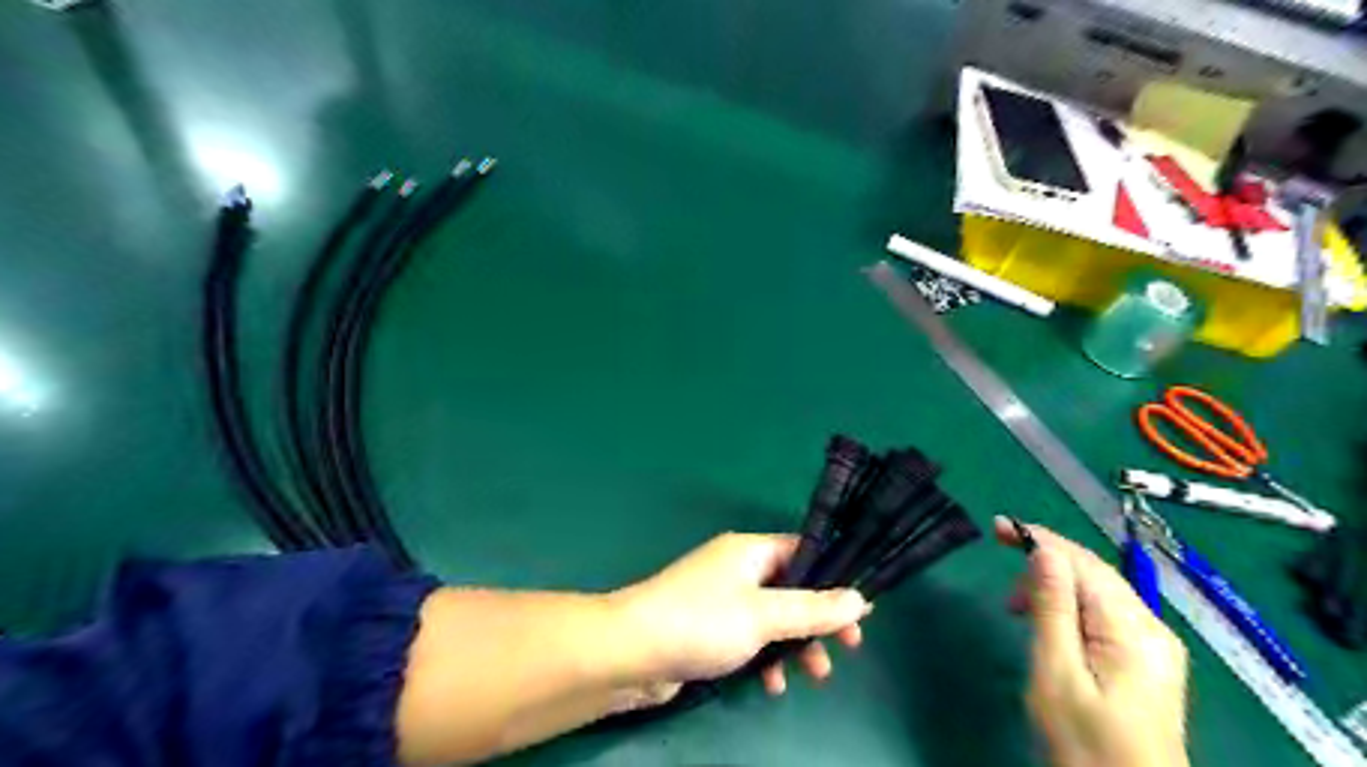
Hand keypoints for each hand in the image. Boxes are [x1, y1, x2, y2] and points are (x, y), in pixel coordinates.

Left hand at [614, 534, 867, 706]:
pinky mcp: (709, 629)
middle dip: (817, 620)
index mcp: (749, 551)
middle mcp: (737, 569)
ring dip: (794, 645)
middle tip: (846, 648)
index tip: (859, 609)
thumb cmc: (702, 622)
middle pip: (792, 589)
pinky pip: (750, 638)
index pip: (802, 551)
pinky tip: (770, 685)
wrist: (632, 652)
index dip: (833, 578)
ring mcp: (721, 599)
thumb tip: (860, 598)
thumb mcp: (765, 615)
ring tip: (812, 676)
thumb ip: (813, 609)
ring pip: (773, 618)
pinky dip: (765, 657)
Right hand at [994, 516, 1199, 765]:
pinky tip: (1050, 624)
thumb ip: (1052, 608)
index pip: (1082, 562)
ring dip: (1055, 587)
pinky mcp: (1148, 663)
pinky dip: (1071, 608)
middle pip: (1094, 572)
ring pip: (1099, 592)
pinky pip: (1105, 614)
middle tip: (1004, 583)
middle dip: (1045, 561)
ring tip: (1018, 610)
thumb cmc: (1086, 744)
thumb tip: (1043, 551)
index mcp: (1132, 628)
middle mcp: (1152, 628)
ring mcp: (1155, 646)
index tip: (997, 526)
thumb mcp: (1057, 673)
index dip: (1039, 538)